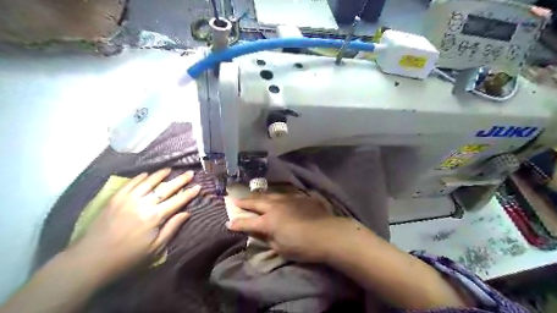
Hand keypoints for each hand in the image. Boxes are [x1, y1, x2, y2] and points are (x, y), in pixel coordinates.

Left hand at [68, 168, 200, 278]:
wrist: (90, 260)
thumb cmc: (128, 257)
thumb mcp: (155, 248)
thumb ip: (172, 228)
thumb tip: (187, 213)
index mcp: (155, 217)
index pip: (177, 201)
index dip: (189, 193)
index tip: (198, 186)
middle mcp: (143, 204)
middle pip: (166, 188)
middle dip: (180, 180)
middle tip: (190, 172)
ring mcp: (128, 199)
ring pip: (148, 182)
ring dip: (160, 174)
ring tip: (170, 169)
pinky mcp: (115, 199)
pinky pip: (130, 183)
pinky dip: (140, 177)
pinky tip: (147, 174)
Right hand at [224, 194, 346, 261]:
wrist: (328, 234)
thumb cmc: (302, 246)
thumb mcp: (281, 248)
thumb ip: (268, 238)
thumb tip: (261, 232)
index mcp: (269, 221)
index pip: (248, 222)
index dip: (237, 223)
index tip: (228, 222)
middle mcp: (276, 206)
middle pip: (257, 202)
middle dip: (245, 201)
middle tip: (235, 199)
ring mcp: (289, 199)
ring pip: (271, 194)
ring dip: (260, 195)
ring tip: (254, 195)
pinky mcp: (301, 197)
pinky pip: (286, 194)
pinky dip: (278, 196)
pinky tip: (278, 196)